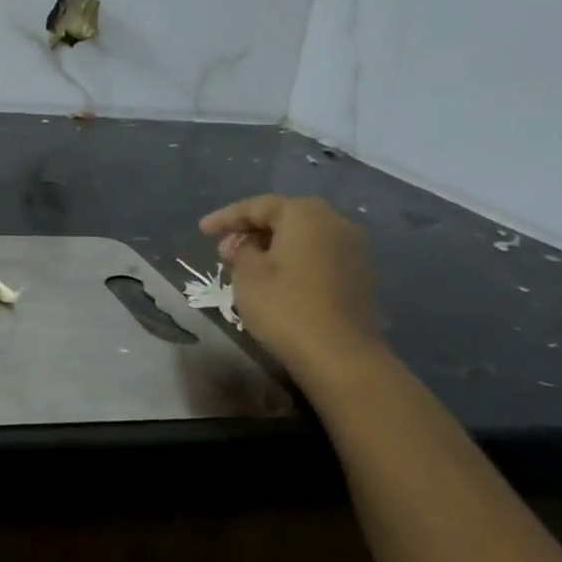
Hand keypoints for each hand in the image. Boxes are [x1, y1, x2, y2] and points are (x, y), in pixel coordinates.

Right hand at [200, 194, 381, 374]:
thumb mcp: (248, 274)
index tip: (202, 230)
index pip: (257, 206)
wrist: (340, 355)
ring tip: (246, 264)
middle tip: (224, 249)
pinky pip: (318, 255)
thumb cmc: (285, 307)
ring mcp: (353, 249)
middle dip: (251, 230)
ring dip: (272, 245)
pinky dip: (294, 260)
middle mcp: (335, 222)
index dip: (226, 217)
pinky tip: (275, 277)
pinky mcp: (359, 274)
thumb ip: (242, 249)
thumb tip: (249, 245)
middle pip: (284, 217)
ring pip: (303, 237)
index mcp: (305, 214)